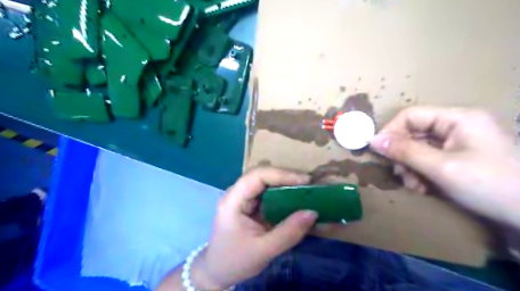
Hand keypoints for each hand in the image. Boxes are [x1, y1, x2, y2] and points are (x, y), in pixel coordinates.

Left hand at [191, 167, 316, 289]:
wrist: (217, 271)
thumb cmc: (235, 261)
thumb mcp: (263, 250)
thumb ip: (288, 232)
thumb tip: (312, 212)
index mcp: (233, 201)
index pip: (257, 176)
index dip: (282, 174)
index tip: (305, 181)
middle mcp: (236, 193)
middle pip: (261, 174)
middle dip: (285, 176)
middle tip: (308, 184)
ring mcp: (241, 198)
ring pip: (264, 181)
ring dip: (284, 183)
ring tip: (304, 188)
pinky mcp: (248, 204)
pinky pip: (266, 192)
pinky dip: (281, 192)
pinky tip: (293, 197)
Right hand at [370, 106, 519, 227]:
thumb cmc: (490, 185)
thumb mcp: (441, 168)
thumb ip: (405, 151)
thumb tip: (372, 140)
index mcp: (457, 118)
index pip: (411, 115)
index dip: (391, 131)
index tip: (379, 152)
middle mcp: (457, 126)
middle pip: (414, 133)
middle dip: (403, 155)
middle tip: (400, 175)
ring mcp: (459, 143)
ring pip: (419, 149)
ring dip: (410, 168)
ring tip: (414, 186)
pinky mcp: (460, 158)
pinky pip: (429, 160)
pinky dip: (421, 173)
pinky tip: (423, 188)